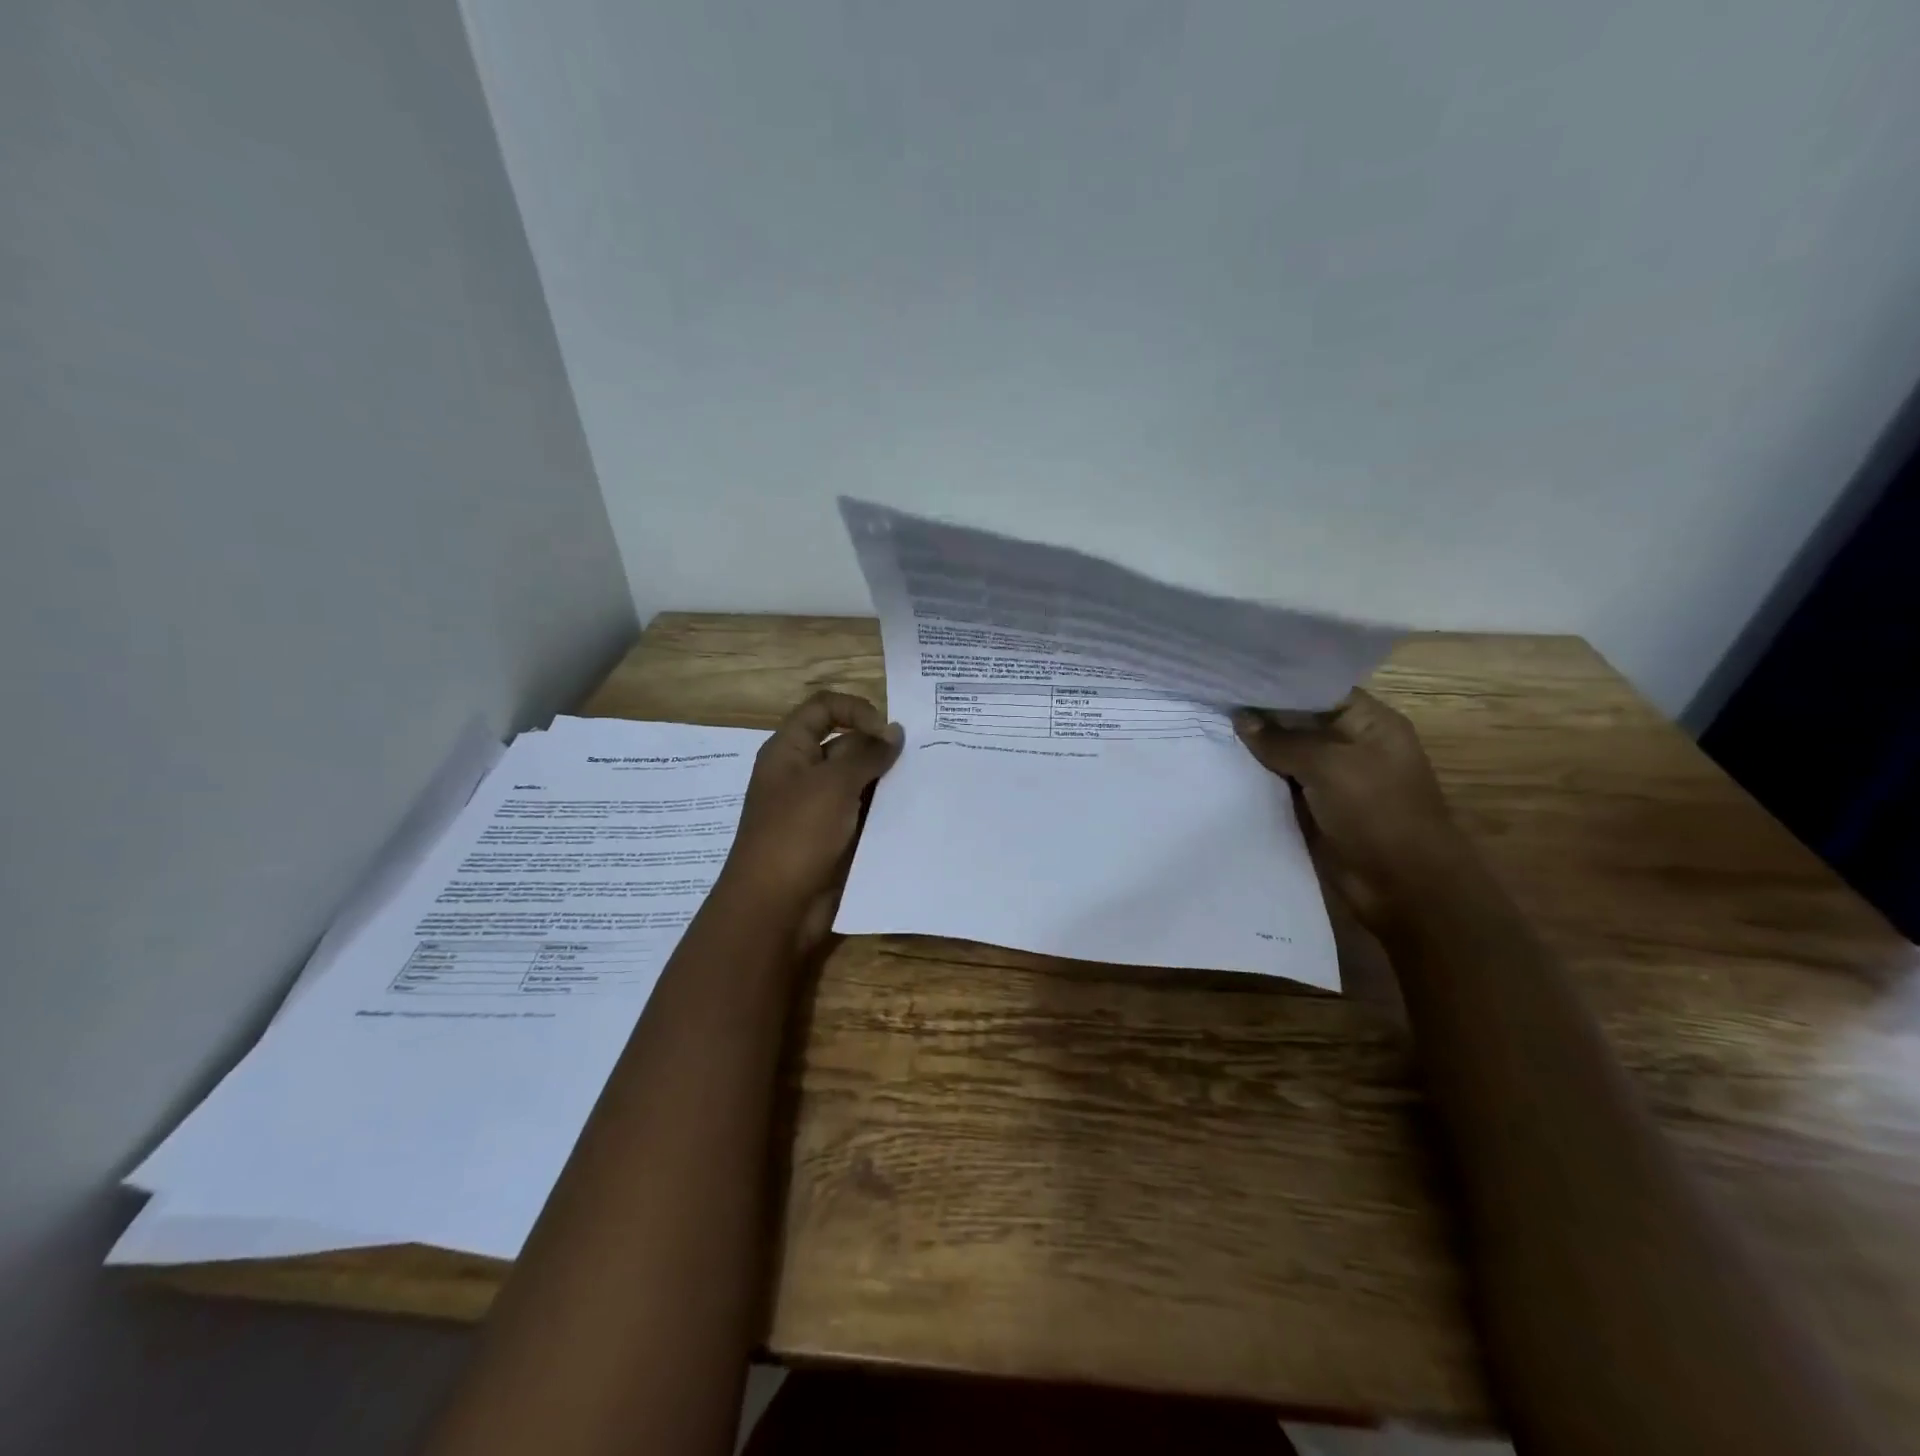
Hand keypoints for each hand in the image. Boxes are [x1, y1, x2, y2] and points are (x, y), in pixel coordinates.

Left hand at [717, 691, 903, 950]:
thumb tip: (894, 732)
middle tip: (921, 758)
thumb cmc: (797, 834)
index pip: (823, 708)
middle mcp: (804, 774)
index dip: (856, 710)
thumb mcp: (832, 785)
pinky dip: (886, 811)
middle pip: (846, 744)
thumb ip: (866, 754)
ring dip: (888, 782)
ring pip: (860, 782)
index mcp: (790, 751)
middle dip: (880, 749)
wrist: (776, 908)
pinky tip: (916, 813)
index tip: (887, 732)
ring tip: (926, 783)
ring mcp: (820, 808)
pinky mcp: (835, 838)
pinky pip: (864, 814)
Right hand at [1233, 690, 1462, 931]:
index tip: (1234, 678)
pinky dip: (1256, 781)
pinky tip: (1221, 768)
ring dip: (1253, 750)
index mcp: (1370, 723)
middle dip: (1259, 716)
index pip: (1318, 690)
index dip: (1278, 684)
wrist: (1403, 887)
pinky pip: (1280, 787)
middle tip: (1210, 701)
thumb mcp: (1330, 766)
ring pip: (1285, 756)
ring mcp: (1332, 780)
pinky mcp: (1315, 810)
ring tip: (1206, 729)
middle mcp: (1350, 746)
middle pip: (1298, 723)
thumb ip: (1283, 740)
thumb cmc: (1377, 813)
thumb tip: (1241, 718)